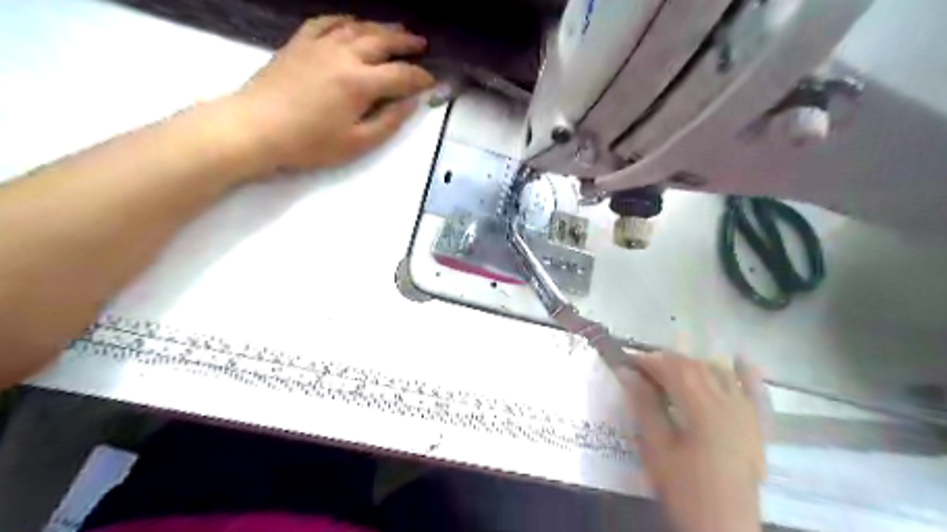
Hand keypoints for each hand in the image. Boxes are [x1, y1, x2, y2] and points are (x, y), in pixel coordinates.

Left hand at [231, 16, 437, 171]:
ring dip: (381, 27)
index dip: (420, 77)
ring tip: (397, 29)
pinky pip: (326, 22)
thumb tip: (411, 103)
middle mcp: (344, 55)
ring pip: (358, 28)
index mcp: (360, 83)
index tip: (432, 81)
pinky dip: (344, 20)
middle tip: (421, 44)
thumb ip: (388, 122)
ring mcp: (320, 45)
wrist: (257, 127)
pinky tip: (353, 22)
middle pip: (382, 42)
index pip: (400, 75)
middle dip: (405, 43)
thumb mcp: (357, 143)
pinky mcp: (300, 43)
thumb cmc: (310, 143)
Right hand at [622, 352, 767, 531]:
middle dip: (667, 361)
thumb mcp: (657, 449)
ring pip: (720, 374)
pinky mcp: (757, 427)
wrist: (725, 529)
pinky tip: (740, 360)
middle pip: (696, 367)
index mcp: (703, 408)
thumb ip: (644, 407)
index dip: (648, 361)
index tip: (626, 361)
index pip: (673, 369)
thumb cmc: (685, 490)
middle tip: (642, 369)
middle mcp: (729, 403)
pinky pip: (756, 392)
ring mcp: (748, 414)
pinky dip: (747, 374)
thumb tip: (627, 374)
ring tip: (671, 371)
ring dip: (694, 366)